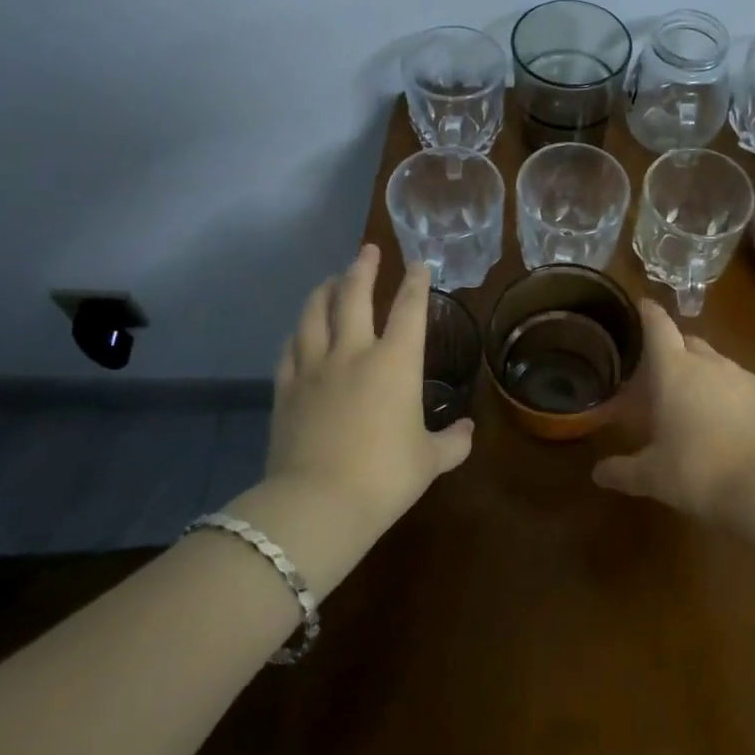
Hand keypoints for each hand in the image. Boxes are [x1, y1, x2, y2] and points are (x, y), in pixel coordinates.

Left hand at [262, 245, 472, 536]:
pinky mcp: (286, 390)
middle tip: (367, 250)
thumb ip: (451, 442)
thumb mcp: (429, 461)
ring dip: (324, 291)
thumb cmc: (385, 477)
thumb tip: (467, 431)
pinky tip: (300, 329)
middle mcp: (354, 353)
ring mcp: (315, 369)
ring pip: (315, 315)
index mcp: (396, 363)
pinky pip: (290, 349)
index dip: (417, 283)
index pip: (410, 309)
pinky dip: (298, 332)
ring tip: (330, 279)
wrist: (318, 503)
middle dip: (363, 269)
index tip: (419, 263)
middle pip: (355, 297)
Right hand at [592, 300, 754, 519]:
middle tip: (663, 376)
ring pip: (720, 366)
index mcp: (674, 371)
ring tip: (699, 408)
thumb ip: (623, 471)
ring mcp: (745, 376)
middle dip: (676, 353)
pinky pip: (747, 388)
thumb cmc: (700, 472)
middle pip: (689, 343)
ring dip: (707, 379)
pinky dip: (737, 400)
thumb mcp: (653, 477)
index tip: (642, 306)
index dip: (648, 313)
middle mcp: (710, 363)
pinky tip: (736, 429)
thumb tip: (598, 473)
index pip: (658, 326)